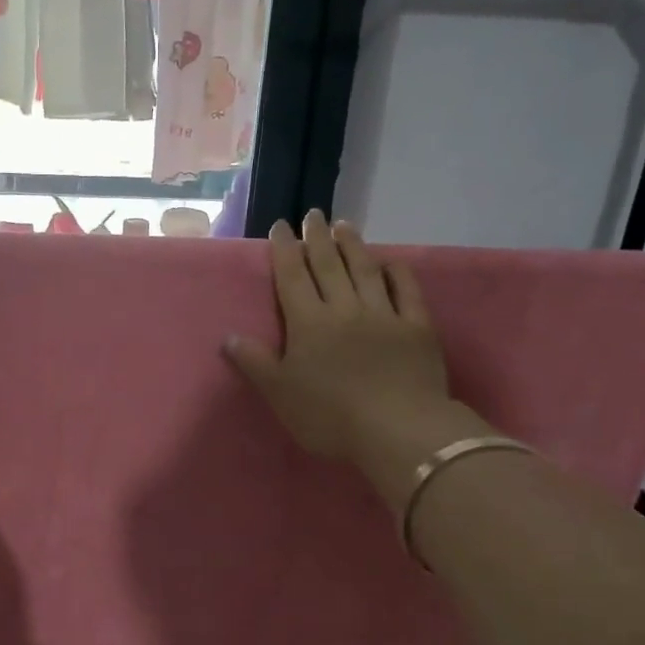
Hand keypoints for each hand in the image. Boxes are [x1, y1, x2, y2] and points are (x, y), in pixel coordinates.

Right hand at [225, 211, 494, 510]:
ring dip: (353, 245)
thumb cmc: (329, 416)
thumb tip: (228, 337)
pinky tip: (391, 261)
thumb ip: (254, 363)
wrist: (398, 430)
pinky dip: (398, 272)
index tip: (281, 226)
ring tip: (345, 224)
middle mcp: (344, 309)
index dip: (285, 249)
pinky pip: (407, 291)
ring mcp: (383, 315)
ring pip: (365, 270)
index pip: (292, 276)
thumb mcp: (280, 394)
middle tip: (313, 214)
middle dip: (318, 238)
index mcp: (308, 322)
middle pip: (328, 265)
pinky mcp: (416, 328)